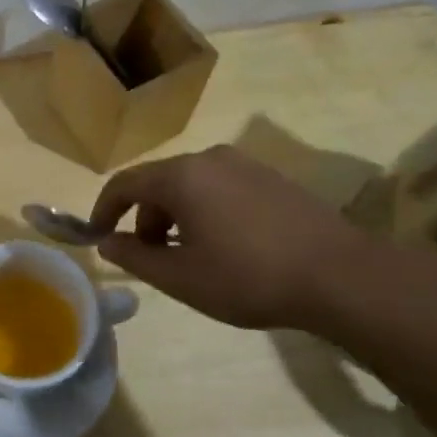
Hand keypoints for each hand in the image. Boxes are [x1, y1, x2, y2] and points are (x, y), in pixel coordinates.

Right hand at [87, 145, 372, 330]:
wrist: (340, 276)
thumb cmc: (248, 277)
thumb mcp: (181, 277)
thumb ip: (135, 256)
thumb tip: (106, 242)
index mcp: (181, 177)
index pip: (124, 184)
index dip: (103, 209)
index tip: (95, 235)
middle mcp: (210, 159)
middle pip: (159, 182)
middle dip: (143, 217)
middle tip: (149, 255)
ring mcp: (245, 165)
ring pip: (191, 185)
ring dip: (176, 216)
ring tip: (188, 255)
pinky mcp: (272, 178)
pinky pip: (220, 188)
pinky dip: (206, 211)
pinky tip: (225, 246)